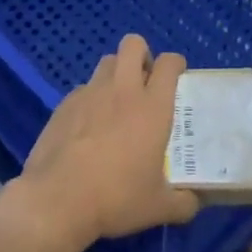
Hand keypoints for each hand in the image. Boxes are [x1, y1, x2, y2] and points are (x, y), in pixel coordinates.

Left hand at [8, 34, 198, 251]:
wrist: (57, 200)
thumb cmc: (116, 198)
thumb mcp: (159, 207)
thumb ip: (184, 202)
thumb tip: (194, 201)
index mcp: (153, 107)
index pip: (169, 63)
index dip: (176, 64)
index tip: (177, 78)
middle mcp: (122, 90)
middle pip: (133, 44)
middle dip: (142, 54)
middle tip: (146, 82)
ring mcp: (89, 94)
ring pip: (106, 62)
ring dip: (116, 73)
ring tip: (118, 101)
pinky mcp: (64, 105)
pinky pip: (83, 88)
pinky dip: (91, 98)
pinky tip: (89, 126)